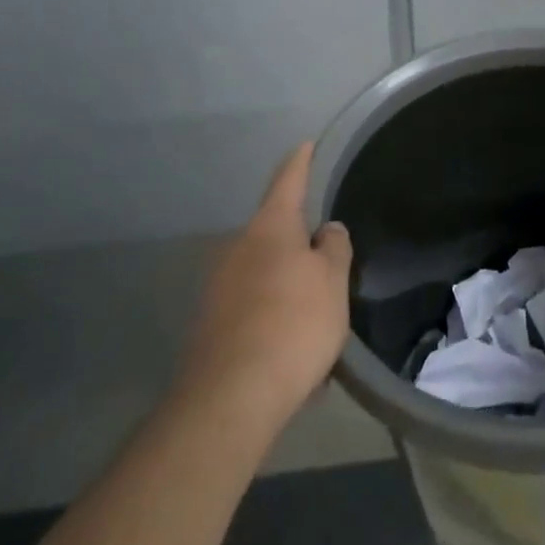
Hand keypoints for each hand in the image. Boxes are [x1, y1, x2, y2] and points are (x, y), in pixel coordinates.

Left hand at [177, 143, 352, 436]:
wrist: (229, 400)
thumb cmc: (293, 325)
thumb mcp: (332, 282)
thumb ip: (334, 247)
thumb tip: (326, 230)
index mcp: (270, 228)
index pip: (288, 182)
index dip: (300, 162)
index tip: (305, 144)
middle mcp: (238, 248)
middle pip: (273, 231)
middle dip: (296, 239)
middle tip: (324, 255)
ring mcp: (219, 287)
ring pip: (262, 272)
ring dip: (285, 282)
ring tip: (313, 311)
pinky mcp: (210, 325)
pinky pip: (251, 306)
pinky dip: (271, 314)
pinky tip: (289, 344)